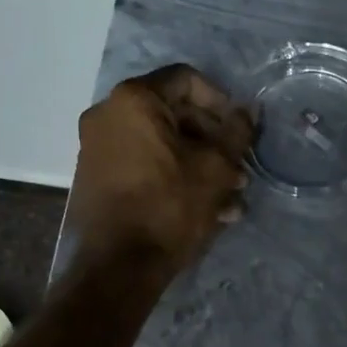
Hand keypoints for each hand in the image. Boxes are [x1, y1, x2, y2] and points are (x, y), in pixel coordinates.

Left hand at [69, 65, 253, 269]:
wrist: (118, 266)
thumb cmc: (169, 206)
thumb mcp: (215, 168)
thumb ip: (236, 132)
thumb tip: (249, 110)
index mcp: (134, 100)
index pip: (186, 80)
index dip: (221, 101)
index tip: (241, 129)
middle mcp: (108, 115)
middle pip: (174, 114)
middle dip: (213, 142)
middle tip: (240, 170)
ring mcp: (98, 148)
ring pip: (163, 146)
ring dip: (200, 166)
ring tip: (231, 198)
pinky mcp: (98, 178)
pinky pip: (146, 166)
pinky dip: (175, 178)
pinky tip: (208, 210)